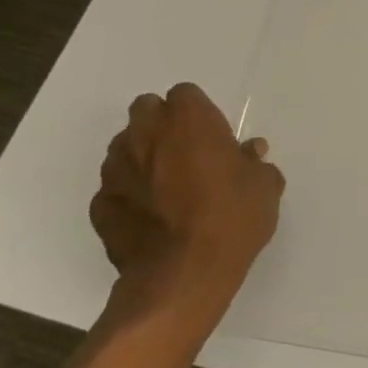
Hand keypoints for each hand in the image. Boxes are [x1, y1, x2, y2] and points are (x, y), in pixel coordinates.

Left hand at [90, 83, 284, 306]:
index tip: (215, 136)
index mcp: (188, 121)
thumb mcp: (265, 187)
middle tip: (188, 152)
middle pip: (147, 111)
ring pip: (126, 147)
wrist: (184, 273)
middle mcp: (145, 135)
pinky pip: (117, 187)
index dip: (200, 113)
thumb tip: (249, 152)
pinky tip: (152, 216)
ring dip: (144, 156)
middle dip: (164, 124)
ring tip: (168, 187)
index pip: (186, 95)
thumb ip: (255, 163)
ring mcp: (116, 169)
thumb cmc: (232, 218)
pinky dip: (131, 194)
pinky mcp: (101, 204)